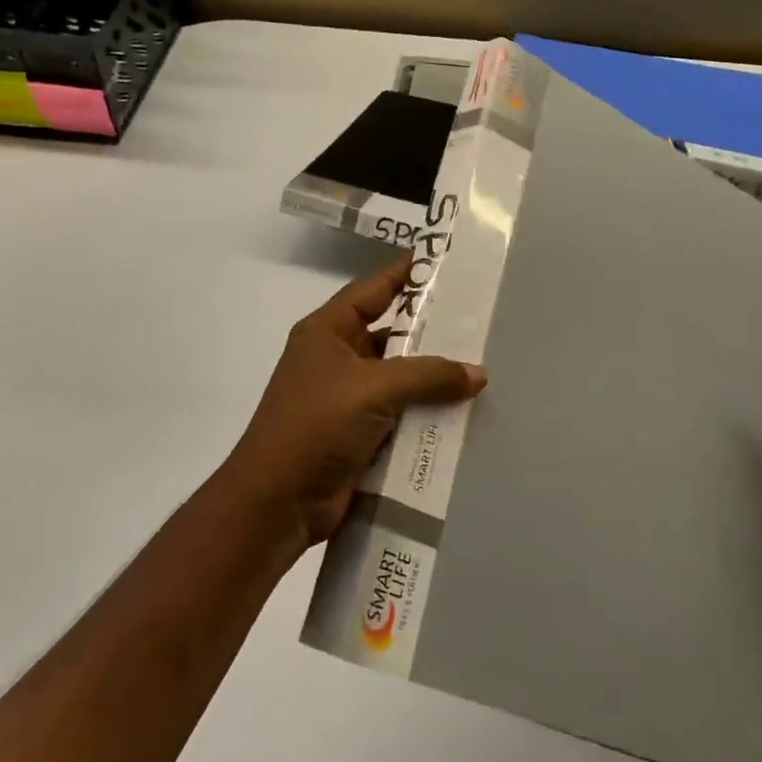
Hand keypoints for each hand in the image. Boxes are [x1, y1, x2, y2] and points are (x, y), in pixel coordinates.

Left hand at [222, 257, 485, 553]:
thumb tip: (477, 373)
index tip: (444, 261)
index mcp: (328, 331)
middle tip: (479, 322)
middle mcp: (336, 357)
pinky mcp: (358, 434)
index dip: (406, 273)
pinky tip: (463, 414)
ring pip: (399, 378)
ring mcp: (346, 398)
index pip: (372, 289)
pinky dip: (425, 414)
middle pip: (390, 335)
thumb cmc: (318, 424)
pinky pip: (399, 414)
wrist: (279, 500)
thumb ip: (427, 375)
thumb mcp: (373, 388)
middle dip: (431, 332)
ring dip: (432, 379)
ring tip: (482, 369)